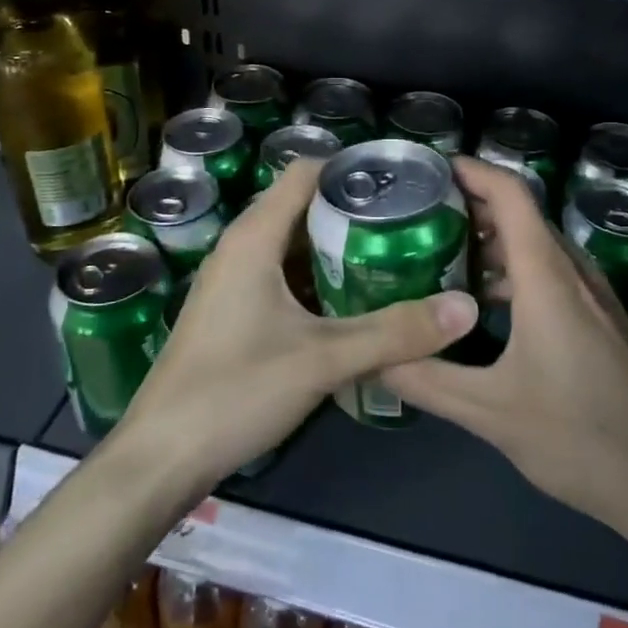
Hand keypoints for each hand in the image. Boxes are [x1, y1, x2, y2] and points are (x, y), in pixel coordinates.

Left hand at [118, 157, 477, 489]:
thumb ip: (395, 332)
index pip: (306, 172)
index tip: (404, 182)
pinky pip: (284, 275)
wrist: (161, 458)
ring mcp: (234, 281)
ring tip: (395, 255)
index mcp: (254, 237)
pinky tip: (355, 301)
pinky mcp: (234, 312)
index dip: (353, 169)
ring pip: (294, 244)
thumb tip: (466, 307)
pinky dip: (319, 277)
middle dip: (356, 209)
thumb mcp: (323, 359)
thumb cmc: (234, 392)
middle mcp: (241, 247)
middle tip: (412, 222)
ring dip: (339, 246)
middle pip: (303, 206)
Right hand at [383, 157, 627, 548]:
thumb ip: (427, 380)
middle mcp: (573, 273)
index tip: (429, 169)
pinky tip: (484, 310)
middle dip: (471, 207)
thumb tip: (373, 358)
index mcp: (547, 276)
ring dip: (492, 243)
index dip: (472, 171)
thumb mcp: (490, 412)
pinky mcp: (602, 323)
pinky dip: (513, 274)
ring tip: (441, 259)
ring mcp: (594, 298)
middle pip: (521, 216)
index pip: (510, 194)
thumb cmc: (580, 437)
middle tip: (417, 218)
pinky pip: (551, 276)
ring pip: (537, 248)